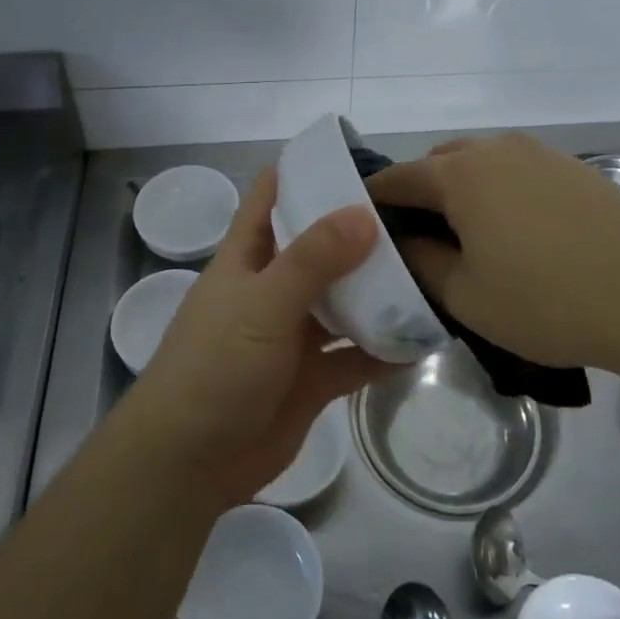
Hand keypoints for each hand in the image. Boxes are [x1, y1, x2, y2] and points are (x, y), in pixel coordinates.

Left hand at [126, 167, 393, 508]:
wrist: (189, 463)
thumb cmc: (215, 367)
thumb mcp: (262, 304)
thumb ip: (313, 260)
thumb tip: (364, 212)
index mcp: (247, 257)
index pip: (272, 195)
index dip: (306, 170)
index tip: (359, 155)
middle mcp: (272, 288)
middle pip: (319, 247)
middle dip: (359, 231)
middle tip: (416, 213)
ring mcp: (293, 335)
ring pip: (342, 302)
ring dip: (378, 291)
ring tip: (430, 268)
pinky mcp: (312, 379)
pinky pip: (355, 356)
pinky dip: (384, 349)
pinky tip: (424, 337)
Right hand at [366, 133, 619, 370]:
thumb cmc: (547, 301)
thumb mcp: (466, 295)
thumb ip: (422, 262)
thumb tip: (405, 239)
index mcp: (460, 175)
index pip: (399, 178)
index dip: (375, 200)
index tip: (364, 226)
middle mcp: (496, 150)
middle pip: (439, 162)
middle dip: (420, 193)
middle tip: (419, 239)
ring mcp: (540, 154)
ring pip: (481, 163)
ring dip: (463, 190)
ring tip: (469, 236)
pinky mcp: (575, 169)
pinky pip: (518, 171)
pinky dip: (500, 192)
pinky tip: (518, 232)